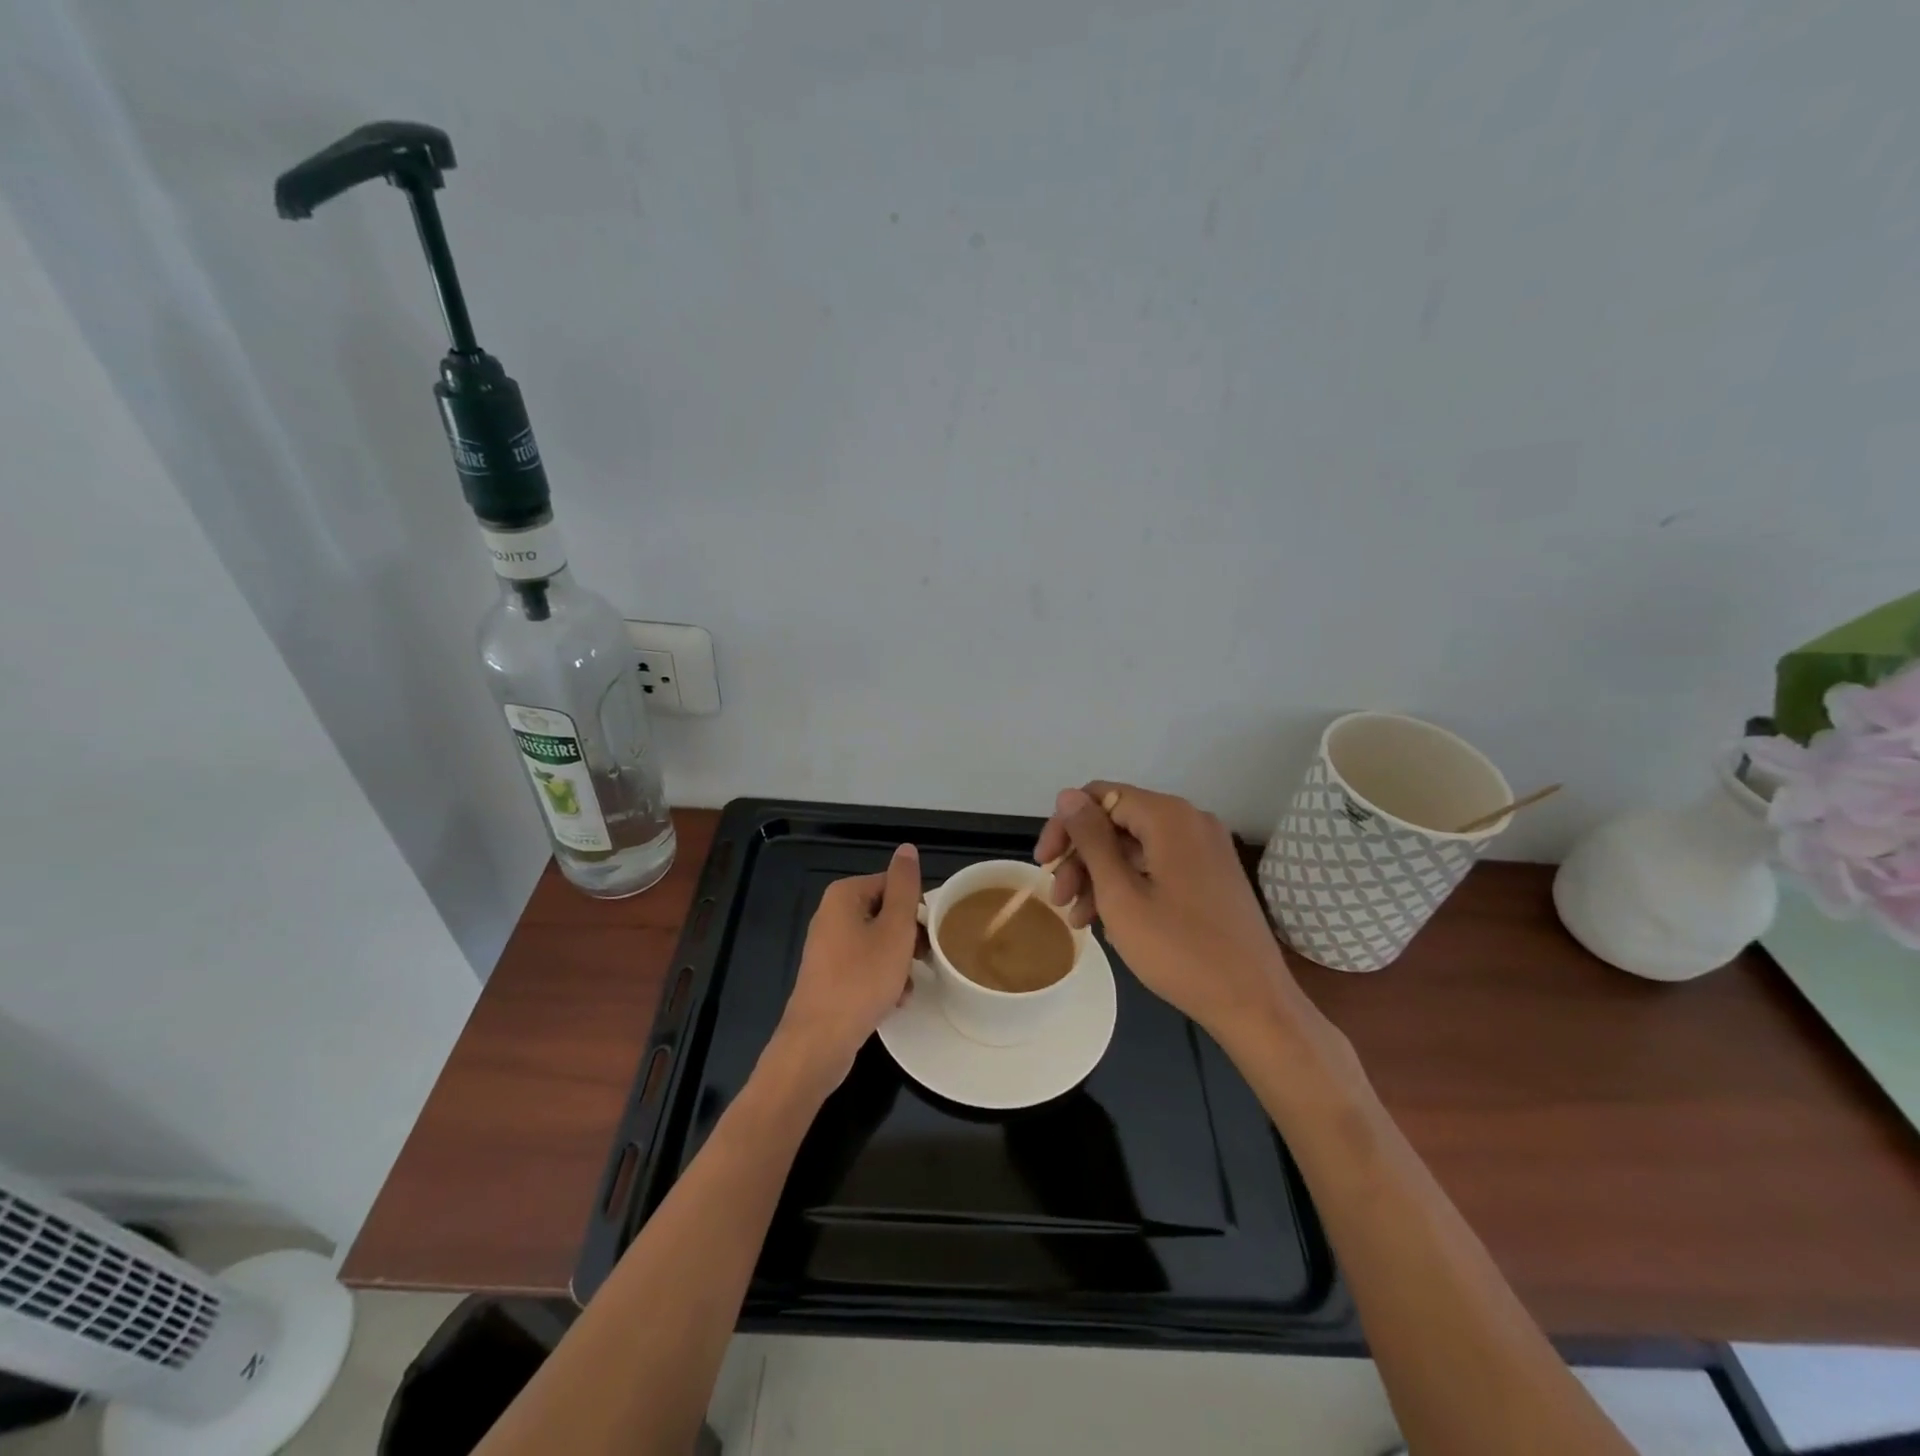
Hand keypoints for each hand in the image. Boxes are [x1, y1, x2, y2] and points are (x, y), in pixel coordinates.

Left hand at [770, 842, 920, 1089]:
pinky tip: (895, 1000)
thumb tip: (907, 848)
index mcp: (844, 895)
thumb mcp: (894, 930)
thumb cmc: (862, 979)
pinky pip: (865, 965)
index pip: (893, 885)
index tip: (930, 935)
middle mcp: (831, 914)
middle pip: (886, 913)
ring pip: (878, 942)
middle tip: (923, 961)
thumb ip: (904, 887)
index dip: (916, 909)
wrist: (820, 1040)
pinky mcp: (829, 975)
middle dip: (908, 937)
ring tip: (908, 985)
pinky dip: (882, 978)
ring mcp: (827, 946)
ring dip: (899, 961)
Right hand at [1036, 783, 1304, 1036]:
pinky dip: (1129, 884)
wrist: (1254, 1003)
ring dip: (1100, 875)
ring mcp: (1206, 848)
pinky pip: (1158, 864)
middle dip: (1081, 857)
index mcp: (1169, 817)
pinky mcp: (1212, 874)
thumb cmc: (1180, 950)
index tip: (1044, 864)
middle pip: (1117, 821)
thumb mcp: (1120, 895)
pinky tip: (1111, 921)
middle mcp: (1190, 821)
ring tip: (1079, 919)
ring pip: (1135, 846)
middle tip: (1058, 899)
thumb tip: (1067, 796)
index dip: (1065, 826)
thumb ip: (1091, 840)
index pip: (1099, 796)